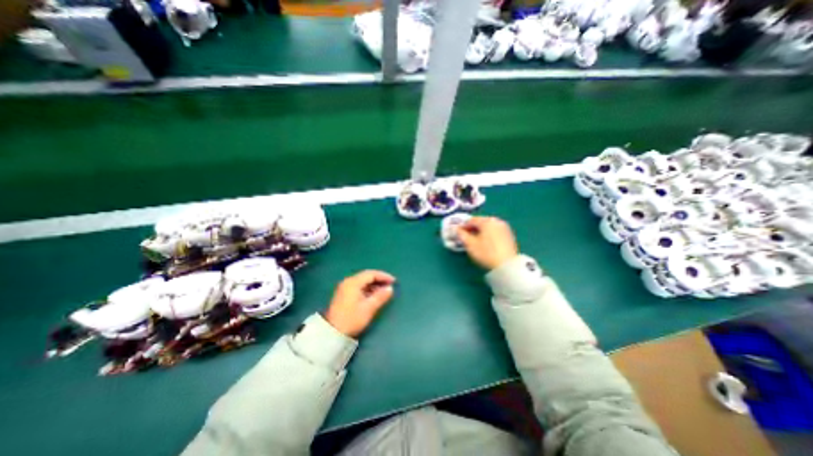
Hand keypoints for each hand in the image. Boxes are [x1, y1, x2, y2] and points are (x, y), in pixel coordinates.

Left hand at [327, 270, 397, 337]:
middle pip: (366, 276)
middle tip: (390, 285)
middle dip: (379, 280)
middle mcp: (348, 282)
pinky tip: (373, 296)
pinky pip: (358, 287)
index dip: (383, 276)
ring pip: (362, 282)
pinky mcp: (343, 294)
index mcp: (353, 282)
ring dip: (374, 285)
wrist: (332, 333)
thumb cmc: (351, 319)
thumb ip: (380, 296)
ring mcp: (344, 288)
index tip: (394, 281)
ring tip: (383, 292)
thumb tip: (390, 288)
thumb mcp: (368, 308)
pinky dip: (367, 289)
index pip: (371, 274)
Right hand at [455, 216, 516, 271]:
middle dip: (472, 228)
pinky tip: (485, 243)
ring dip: (480, 231)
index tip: (457, 232)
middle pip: (481, 222)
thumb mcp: (470, 244)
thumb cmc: (486, 253)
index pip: (471, 220)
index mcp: (487, 221)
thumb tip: (456, 229)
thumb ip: (461, 235)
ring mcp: (504, 228)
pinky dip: (488, 235)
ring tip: (475, 240)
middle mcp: (497, 221)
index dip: (463, 226)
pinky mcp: (509, 236)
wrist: (507, 266)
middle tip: (466, 236)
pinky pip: (495, 232)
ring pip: (488, 227)